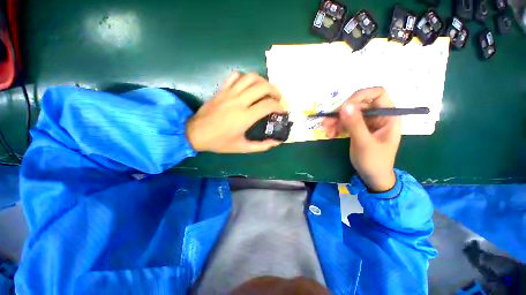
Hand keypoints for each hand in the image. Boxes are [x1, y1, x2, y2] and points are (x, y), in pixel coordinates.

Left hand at [186, 72, 284, 152]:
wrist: (195, 133)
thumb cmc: (220, 142)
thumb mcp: (242, 148)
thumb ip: (261, 146)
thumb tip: (276, 142)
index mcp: (245, 117)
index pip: (268, 105)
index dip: (279, 107)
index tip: (282, 111)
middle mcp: (239, 101)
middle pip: (262, 87)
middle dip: (275, 91)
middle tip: (278, 98)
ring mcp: (229, 93)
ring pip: (250, 77)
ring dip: (262, 81)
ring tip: (266, 90)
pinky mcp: (222, 90)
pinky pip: (235, 76)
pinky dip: (245, 78)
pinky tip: (248, 86)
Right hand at [322, 87, 400, 191]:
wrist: (372, 177)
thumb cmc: (374, 161)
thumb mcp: (364, 143)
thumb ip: (355, 124)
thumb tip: (344, 106)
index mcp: (388, 116)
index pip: (377, 94)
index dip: (361, 96)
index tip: (345, 106)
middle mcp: (378, 116)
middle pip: (359, 104)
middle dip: (342, 112)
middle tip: (328, 121)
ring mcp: (367, 123)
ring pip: (349, 114)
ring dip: (336, 121)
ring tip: (326, 130)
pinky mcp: (358, 129)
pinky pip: (345, 123)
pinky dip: (336, 127)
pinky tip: (329, 134)